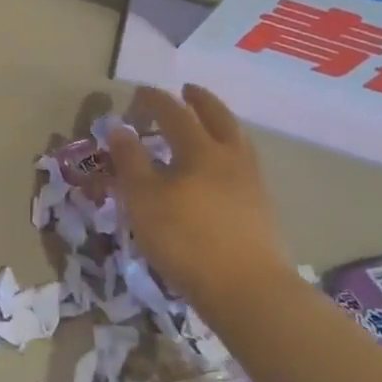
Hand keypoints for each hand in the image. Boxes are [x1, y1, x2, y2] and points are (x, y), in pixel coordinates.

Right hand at [106, 85, 291, 312]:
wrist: (248, 290)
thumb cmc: (186, 238)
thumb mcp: (143, 198)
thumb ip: (130, 160)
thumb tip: (120, 128)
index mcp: (200, 150)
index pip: (175, 113)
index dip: (155, 100)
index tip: (139, 92)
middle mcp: (231, 158)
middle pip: (218, 119)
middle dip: (200, 102)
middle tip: (187, 91)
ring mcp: (252, 184)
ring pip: (237, 141)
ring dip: (220, 125)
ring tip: (207, 126)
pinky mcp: (262, 209)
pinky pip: (244, 165)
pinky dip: (229, 154)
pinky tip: (220, 169)